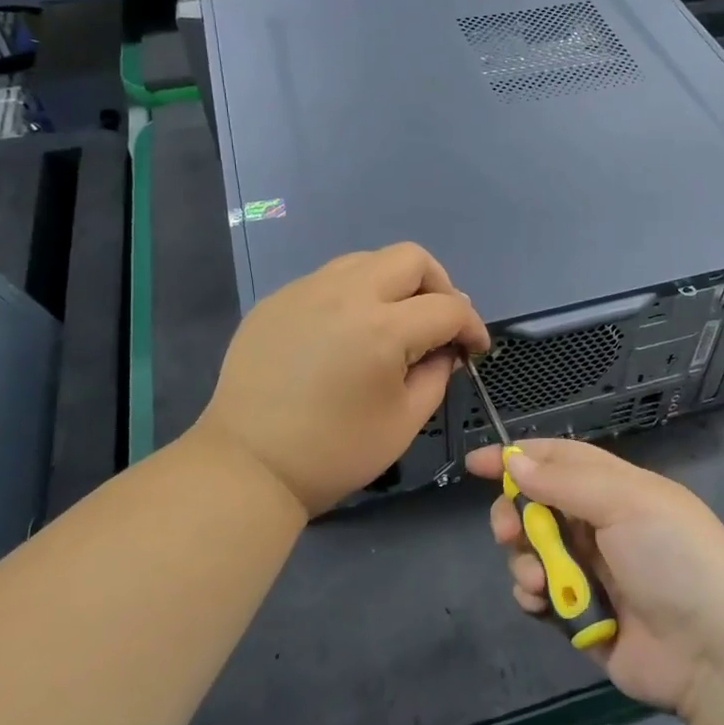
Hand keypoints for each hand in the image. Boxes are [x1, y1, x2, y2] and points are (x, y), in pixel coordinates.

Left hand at [198, 244, 489, 515]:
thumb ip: (437, 374)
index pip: (447, 306)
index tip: (474, 349)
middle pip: (411, 258)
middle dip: (438, 286)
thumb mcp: (405, 421)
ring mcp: (305, 291)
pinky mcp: (277, 301)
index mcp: (382, 328)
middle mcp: (344, 294)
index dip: (472, 326)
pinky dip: (353, 295)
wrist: (249, 466)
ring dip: (394, 284)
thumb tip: (445, 348)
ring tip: (393, 323)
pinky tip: (346, 333)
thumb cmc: (335, 452)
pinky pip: (329, 279)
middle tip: (438, 324)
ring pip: (367, 260)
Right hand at [465, 440, 723, 717]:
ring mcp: (592, 572)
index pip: (559, 460)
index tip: (476, 464)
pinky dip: (533, 595)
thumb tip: (514, 461)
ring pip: (533, 551)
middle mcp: (602, 525)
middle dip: (515, 514)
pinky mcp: (583, 616)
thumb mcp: (625, 503)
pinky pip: (540, 595)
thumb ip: (565, 482)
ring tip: (540, 580)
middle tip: (507, 529)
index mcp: (617, 489)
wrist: (715, 651)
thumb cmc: (674, 559)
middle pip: (538, 506)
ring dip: (524, 559)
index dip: (519, 457)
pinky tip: (543, 604)